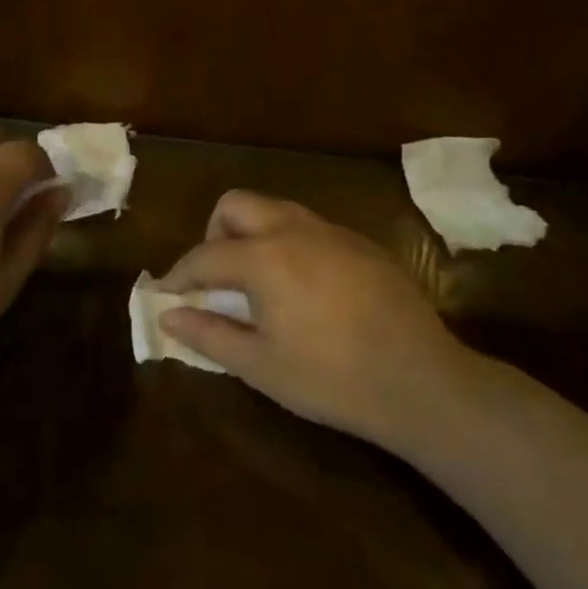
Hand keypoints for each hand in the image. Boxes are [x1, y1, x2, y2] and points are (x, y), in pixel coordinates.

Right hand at [156, 191, 477, 446]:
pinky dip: (290, 244)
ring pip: (275, 210)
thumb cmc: (331, 378)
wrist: (423, 383)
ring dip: (253, 234)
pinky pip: (310, 228)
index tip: (165, 293)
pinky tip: (305, 287)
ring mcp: (332, 232)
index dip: (179, 274)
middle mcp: (293, 229)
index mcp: (263, 257)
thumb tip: (168, 314)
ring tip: (257, 280)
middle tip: (216, 277)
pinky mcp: (362, 244)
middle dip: (214, 234)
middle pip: (236, 205)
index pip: (204, 255)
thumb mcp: (260, 365)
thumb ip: (208, 334)